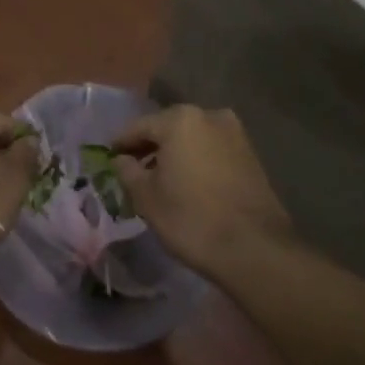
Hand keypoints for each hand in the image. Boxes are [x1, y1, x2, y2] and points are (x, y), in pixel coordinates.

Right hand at [112, 104, 290, 276]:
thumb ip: (127, 171)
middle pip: (168, 128)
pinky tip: (188, 183)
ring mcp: (235, 134)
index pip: (139, 127)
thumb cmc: (191, 218)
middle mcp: (209, 116)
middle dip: (150, 146)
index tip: (109, 157)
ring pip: (192, 139)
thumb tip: (121, 160)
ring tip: (160, 179)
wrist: (255, 249)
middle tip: (133, 169)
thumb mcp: (146, 197)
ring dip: (175, 154)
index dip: (121, 143)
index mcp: (180, 119)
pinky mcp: (251, 155)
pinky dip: (196, 161)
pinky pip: (212, 150)